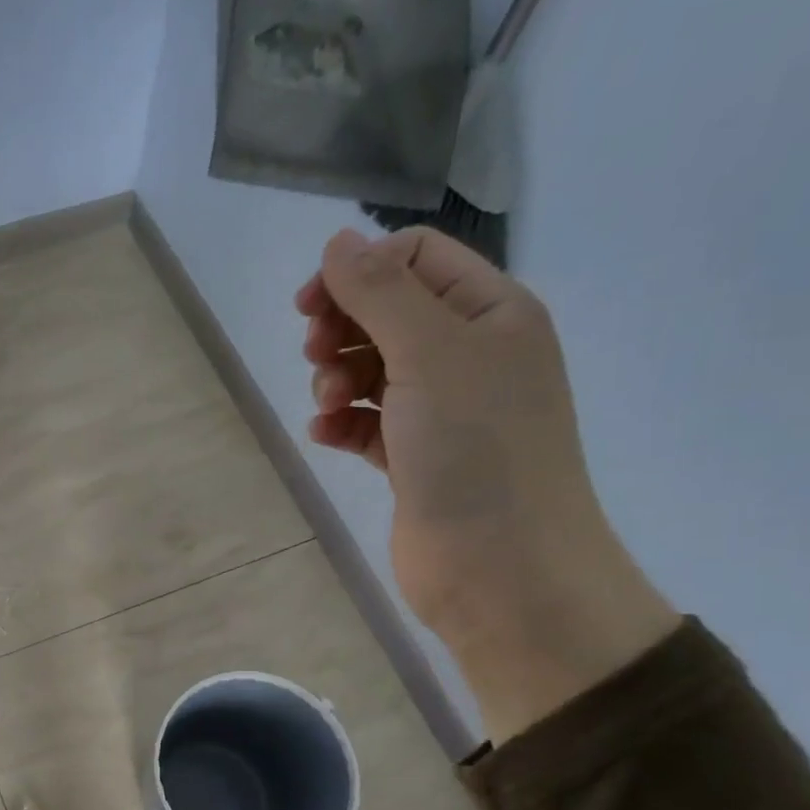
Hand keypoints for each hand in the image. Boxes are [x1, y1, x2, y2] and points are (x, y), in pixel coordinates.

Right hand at [298, 227, 676, 738]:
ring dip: (338, 377)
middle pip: (389, 313)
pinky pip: (368, 423)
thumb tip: (337, 241)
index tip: (309, 307)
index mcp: (492, 314)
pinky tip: (325, 435)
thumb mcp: (430, 354)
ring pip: (373, 370)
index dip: (359, 273)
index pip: (416, 260)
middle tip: (317, 356)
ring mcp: (443, 412)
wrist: (500, 568)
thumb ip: (381, 294)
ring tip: (328, 405)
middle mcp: (471, 356)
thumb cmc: (475, 450)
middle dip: (344, 328)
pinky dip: (342, 422)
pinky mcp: (416, 460)